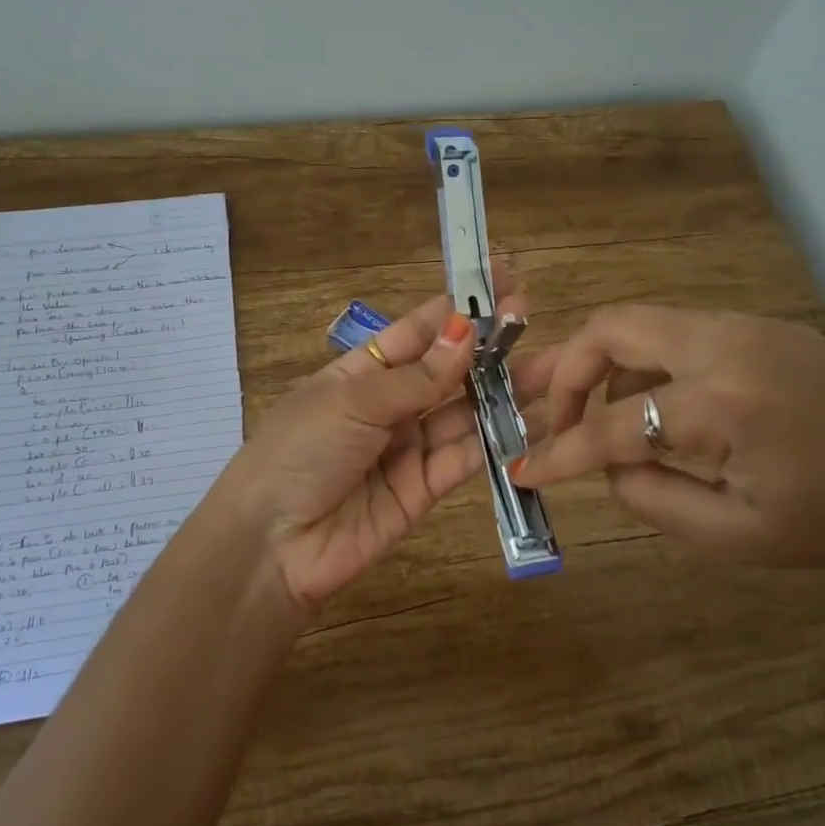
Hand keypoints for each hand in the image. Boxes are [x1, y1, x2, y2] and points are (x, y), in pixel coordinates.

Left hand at [224, 290, 524, 608]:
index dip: (458, 307)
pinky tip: (534, 418)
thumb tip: (467, 334)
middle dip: (489, 346)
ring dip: (504, 389)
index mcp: (360, 372)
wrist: (272, 545)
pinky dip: (499, 439)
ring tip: (552, 366)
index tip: (501, 280)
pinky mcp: (425, 488)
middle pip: (447, 370)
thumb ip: (416, 377)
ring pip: (464, 411)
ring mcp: (408, 447)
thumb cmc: (300, 451)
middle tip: (533, 320)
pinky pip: (466, 456)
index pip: (417, 331)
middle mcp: (389, 405)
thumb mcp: (353, 402)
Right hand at [508, 305, 824, 602]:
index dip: (560, 452)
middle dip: (566, 373)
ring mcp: (748, 326)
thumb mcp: (737, 536)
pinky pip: (679, 332)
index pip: (611, 424)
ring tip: (598, 416)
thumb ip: (651, 499)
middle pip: (612, 328)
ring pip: (643, 322)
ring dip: (605, 364)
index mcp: (723, 404)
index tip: (523, 469)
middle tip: (551, 418)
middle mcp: (726, 344)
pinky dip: (646, 361)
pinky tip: (655, 403)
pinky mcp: (763, 327)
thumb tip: (607, 467)